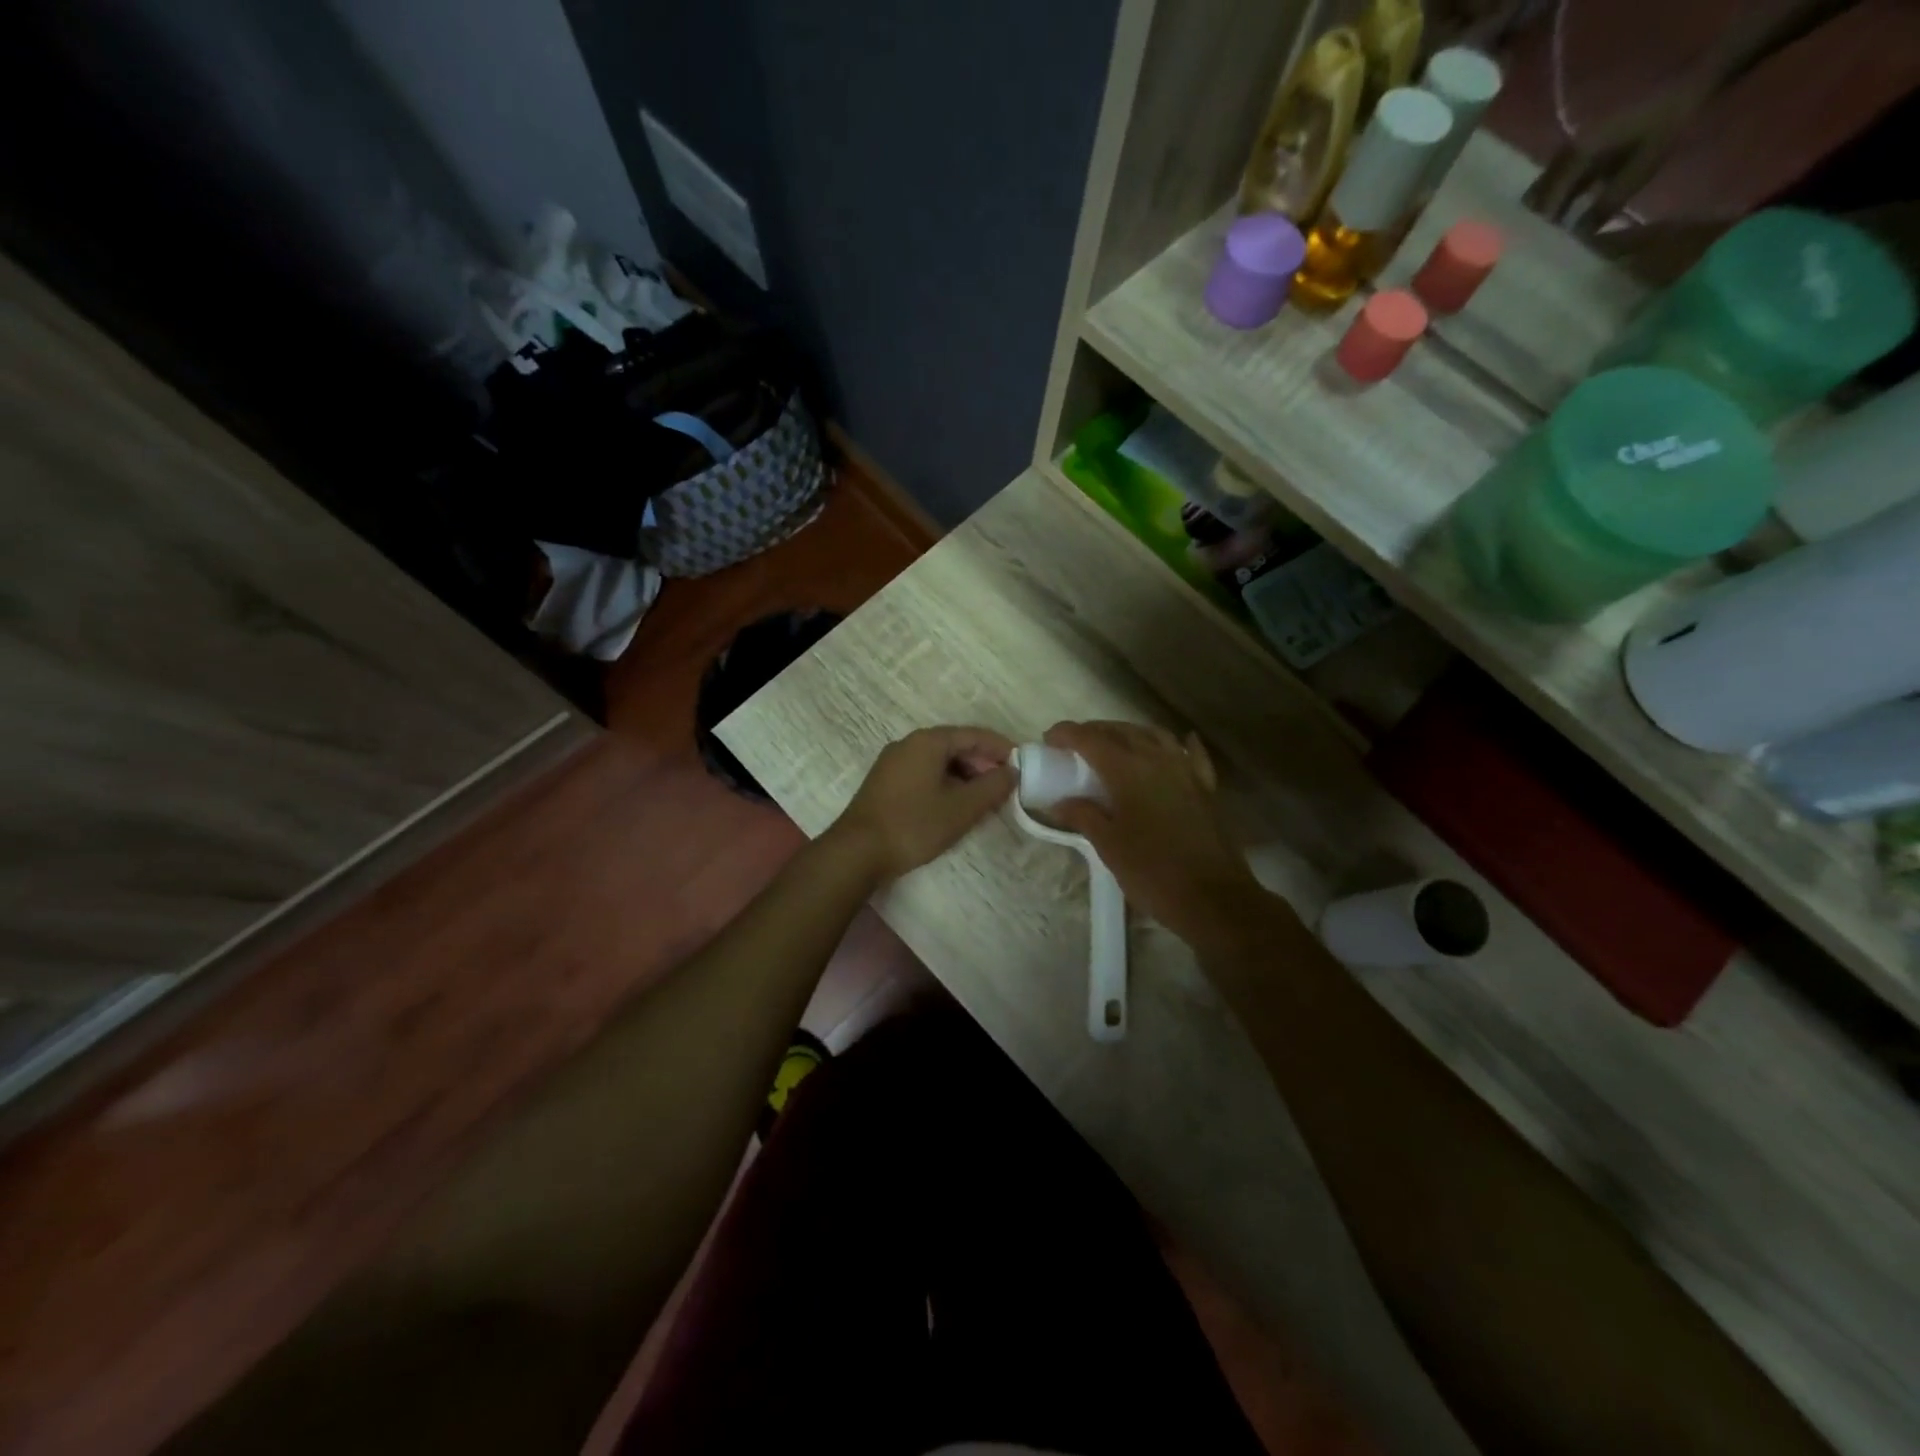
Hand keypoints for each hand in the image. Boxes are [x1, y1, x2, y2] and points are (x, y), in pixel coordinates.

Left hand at [828, 726, 1015, 883]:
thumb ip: (992, 787)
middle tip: (1005, 786)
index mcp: (928, 741)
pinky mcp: (885, 782)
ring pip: (939, 761)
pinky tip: (955, 805)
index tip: (1023, 764)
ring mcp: (893, 762)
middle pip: (955, 745)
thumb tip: (1012, 773)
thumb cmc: (914, 825)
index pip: (974, 735)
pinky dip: (945, 783)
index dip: (1001, 748)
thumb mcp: (962, 808)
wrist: (857, 851)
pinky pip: (924, 773)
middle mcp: (908, 744)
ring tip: (984, 799)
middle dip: (983, 764)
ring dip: (965, 776)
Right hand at [1042, 721, 1271, 947]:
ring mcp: (1187, 771)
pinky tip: (1178, 743)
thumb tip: (1060, 803)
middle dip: (1095, 731)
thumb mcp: (1109, 846)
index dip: (1067, 734)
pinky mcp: (1206, 789)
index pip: (1091, 740)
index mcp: (1128, 771)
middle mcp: (1158, 760)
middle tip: (1075, 744)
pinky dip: (1179, 745)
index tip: (1049, 739)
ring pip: (1155, 736)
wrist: (1213, 898)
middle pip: (1122, 732)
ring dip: (1130, 733)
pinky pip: (1191, 755)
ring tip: (1114, 744)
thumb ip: (1083, 816)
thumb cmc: (1152, 872)